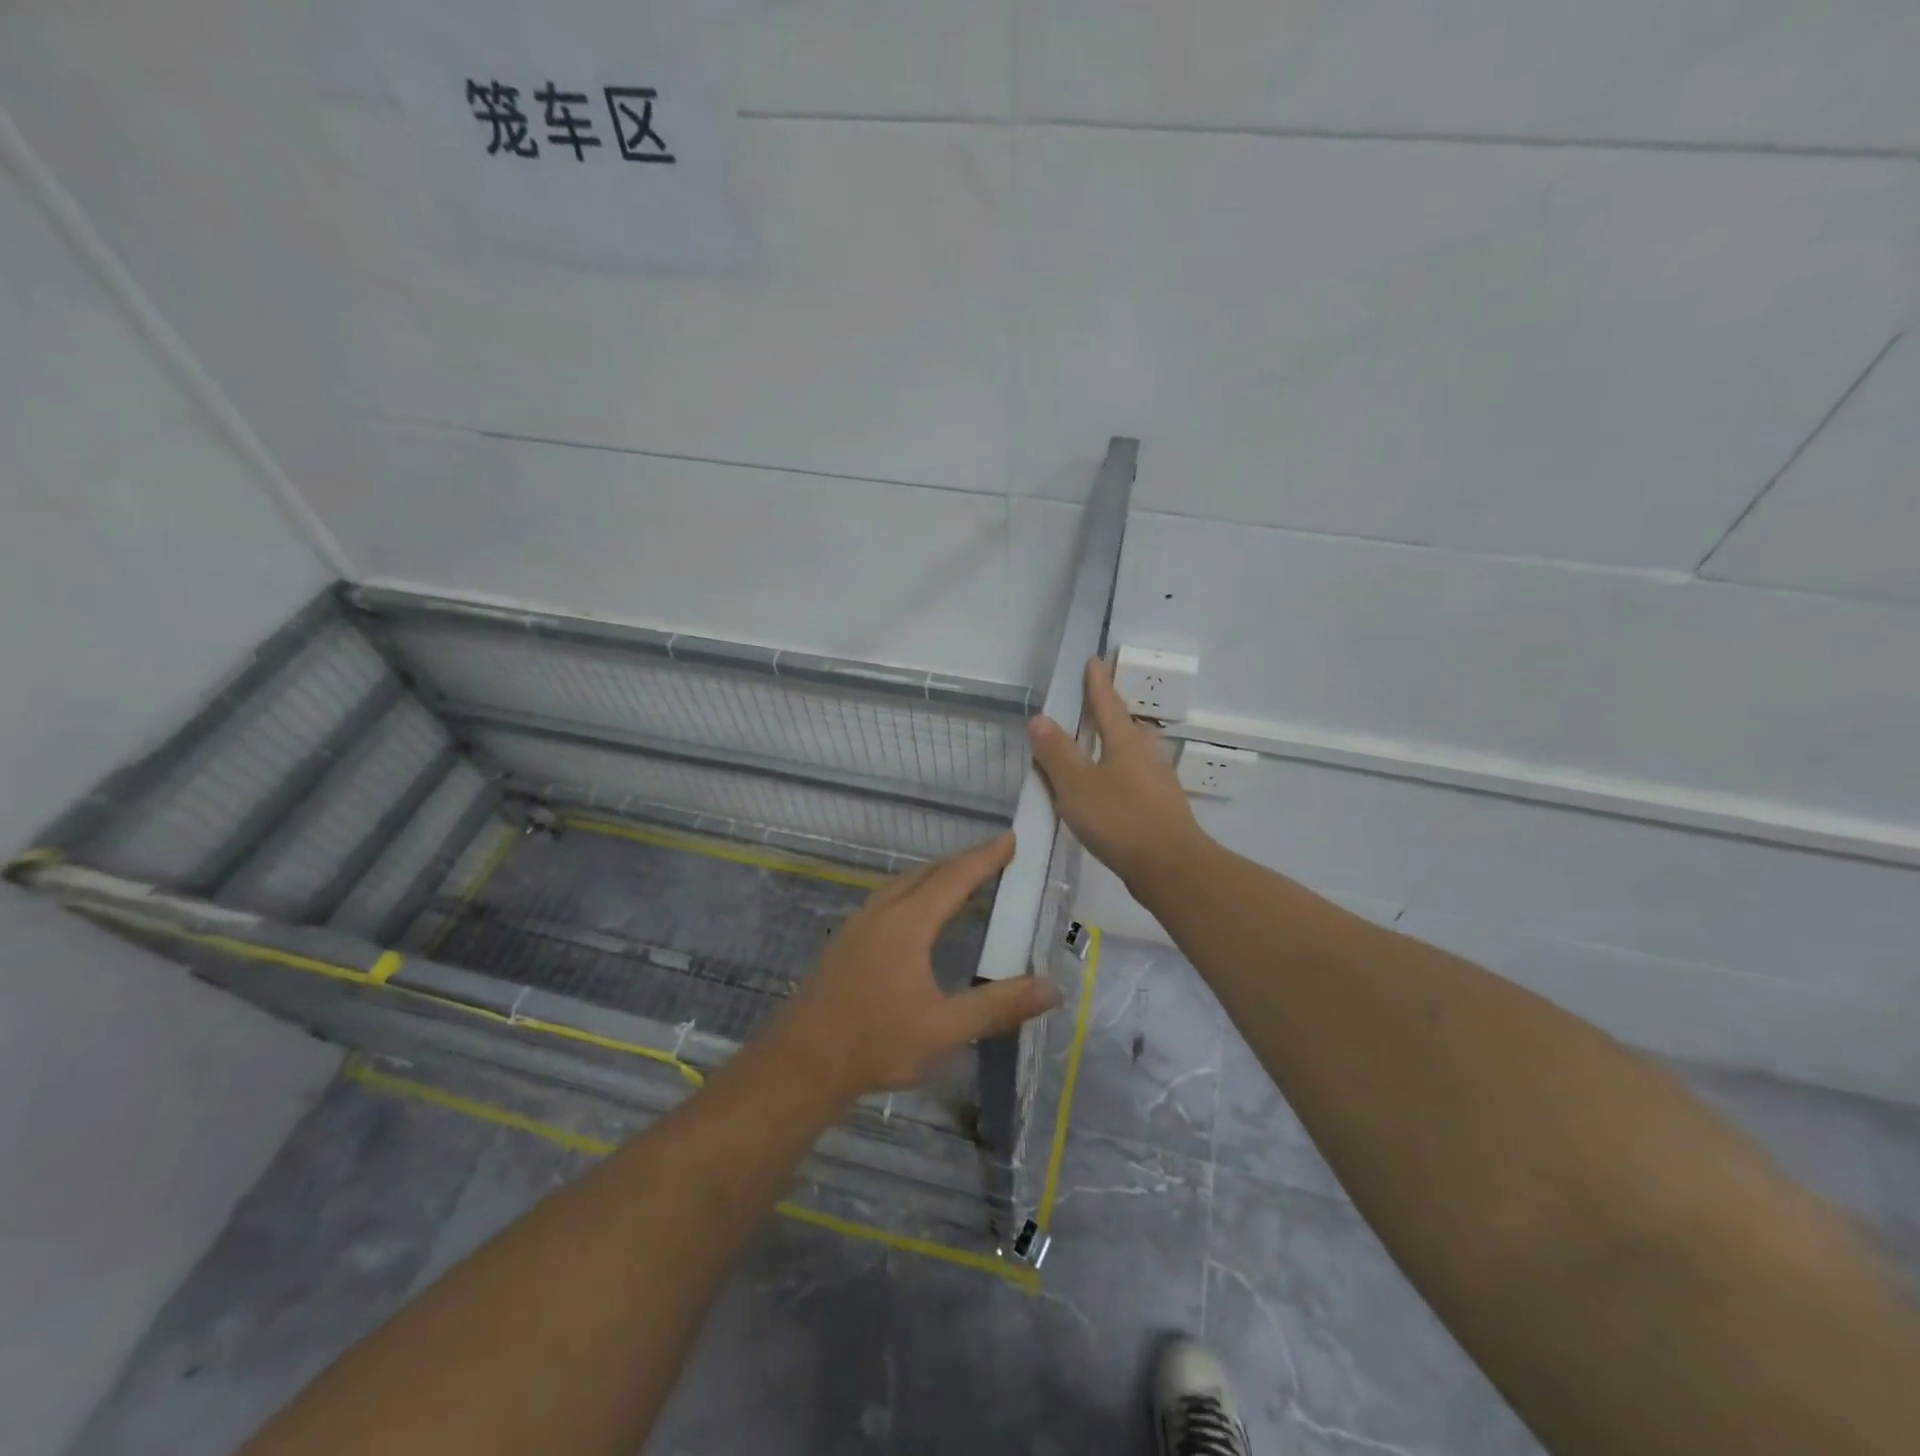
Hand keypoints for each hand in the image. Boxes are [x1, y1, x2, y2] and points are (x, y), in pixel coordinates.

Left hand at [763, 833, 1061, 1102]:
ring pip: (904, 883)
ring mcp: (858, 924)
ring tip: (962, 879)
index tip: (1011, 838)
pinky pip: (889, 898)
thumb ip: (998, 1006)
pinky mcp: (846, 941)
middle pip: (928, 873)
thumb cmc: (875, 1043)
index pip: (954, 878)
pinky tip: (918, 915)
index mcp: (907, 923)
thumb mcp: (944, 1030)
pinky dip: (915, 891)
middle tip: (995, 856)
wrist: (801, 1063)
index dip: (985, 857)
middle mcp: (882, 912)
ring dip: (936, 875)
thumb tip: (1052, 987)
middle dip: (963, 861)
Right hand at [1027, 657, 1209, 886]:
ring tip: (1095, 748)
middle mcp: (1145, 754)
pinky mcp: (1160, 807)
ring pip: (1131, 754)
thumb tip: (1041, 719)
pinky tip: (1107, 790)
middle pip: (1125, 726)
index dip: (1097, 683)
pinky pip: (1133, 778)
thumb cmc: (1120, 819)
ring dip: (1113, 746)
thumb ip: (1057, 753)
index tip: (1093, 661)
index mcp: (1125, 741)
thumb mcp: (1077, 785)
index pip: (1107, 703)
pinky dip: (1116, 775)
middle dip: (1108, 713)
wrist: (1171, 867)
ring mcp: (1157, 781)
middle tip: (1092, 704)